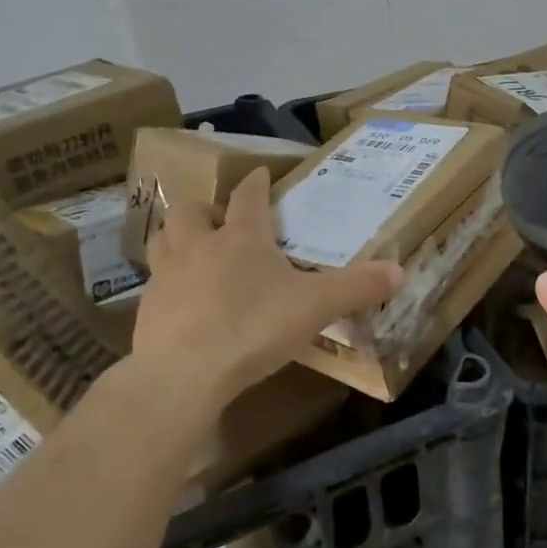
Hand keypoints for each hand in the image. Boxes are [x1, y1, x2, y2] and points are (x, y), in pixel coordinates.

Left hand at [126, 168, 403, 409]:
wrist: (183, 374)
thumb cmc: (253, 328)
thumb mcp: (316, 307)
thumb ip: (357, 287)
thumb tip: (400, 271)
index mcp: (242, 238)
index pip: (248, 196)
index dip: (256, 182)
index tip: (259, 173)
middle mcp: (199, 246)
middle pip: (192, 211)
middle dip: (207, 210)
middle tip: (222, 223)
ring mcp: (167, 276)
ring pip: (163, 240)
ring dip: (177, 237)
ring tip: (194, 251)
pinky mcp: (146, 309)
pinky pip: (154, 283)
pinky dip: (167, 283)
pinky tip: (182, 303)